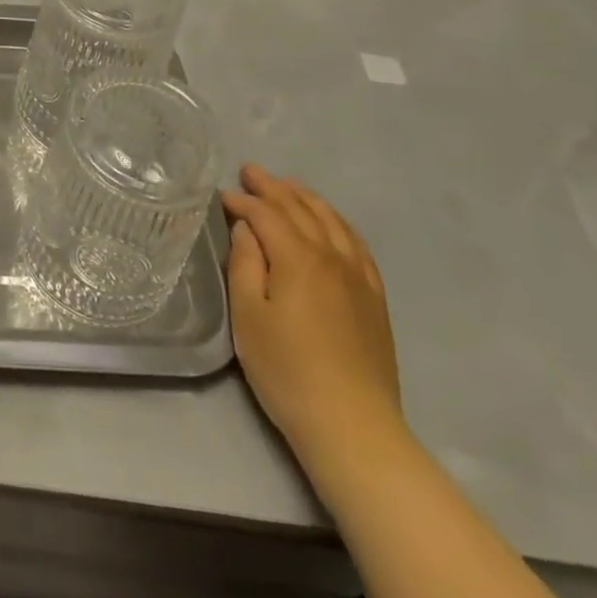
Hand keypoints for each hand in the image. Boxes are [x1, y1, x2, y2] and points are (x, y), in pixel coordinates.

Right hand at [223, 165, 403, 465]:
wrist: (354, 427)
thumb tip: (246, 229)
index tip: (222, 196)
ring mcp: (358, 275)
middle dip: (272, 186)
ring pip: (331, 219)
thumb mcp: (248, 316)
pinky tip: (330, 222)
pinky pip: (356, 243)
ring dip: (305, 197)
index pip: (265, 214)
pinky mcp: (375, 297)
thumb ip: (244, 264)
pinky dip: (337, 222)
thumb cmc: (288, 371)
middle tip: (250, 170)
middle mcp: (331, 255)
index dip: (242, 201)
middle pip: (299, 208)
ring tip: (287, 185)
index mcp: (297, 257)